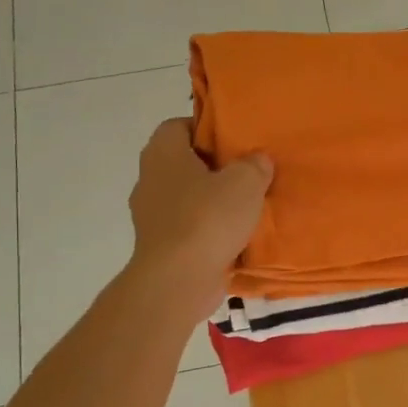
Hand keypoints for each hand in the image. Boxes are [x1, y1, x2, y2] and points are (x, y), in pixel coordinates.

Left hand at [127, 118, 273, 321]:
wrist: (179, 280)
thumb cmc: (208, 219)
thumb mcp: (245, 182)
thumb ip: (254, 165)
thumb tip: (258, 159)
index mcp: (163, 153)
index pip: (178, 126)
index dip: (206, 130)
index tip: (234, 142)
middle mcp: (150, 179)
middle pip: (183, 163)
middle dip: (213, 168)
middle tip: (247, 174)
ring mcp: (151, 216)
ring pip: (186, 198)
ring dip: (212, 202)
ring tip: (245, 209)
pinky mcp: (160, 246)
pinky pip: (188, 228)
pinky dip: (208, 231)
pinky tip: (234, 238)